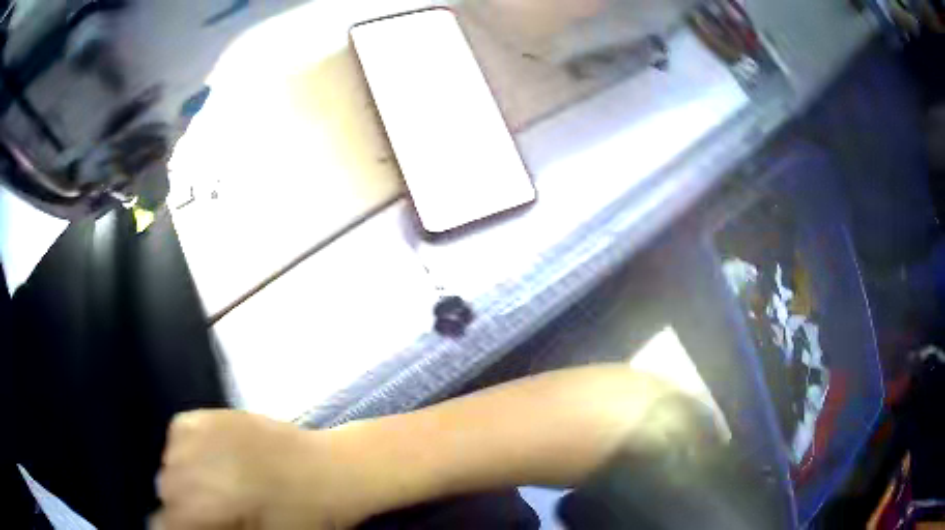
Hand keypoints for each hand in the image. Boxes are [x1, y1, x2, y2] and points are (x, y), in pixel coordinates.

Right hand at [152, 410, 364, 529]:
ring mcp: (199, 432)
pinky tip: (211, 458)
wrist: (331, 470)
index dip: (173, 529)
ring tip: (212, 484)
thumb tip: (188, 526)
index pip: (163, 520)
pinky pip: (179, 432)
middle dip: (181, 505)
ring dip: (183, 476)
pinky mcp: (210, 412)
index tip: (188, 529)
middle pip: (164, 490)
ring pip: (168, 461)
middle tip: (209, 511)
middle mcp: (192, 465)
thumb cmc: (301, 519)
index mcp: (204, 505)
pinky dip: (187, 448)